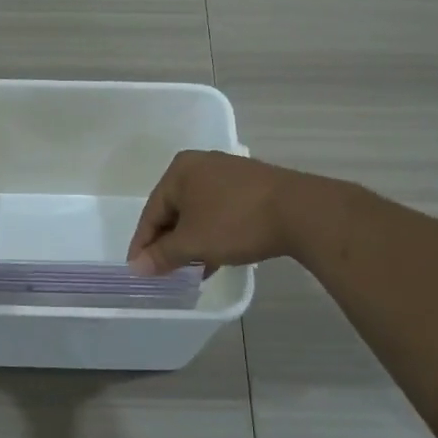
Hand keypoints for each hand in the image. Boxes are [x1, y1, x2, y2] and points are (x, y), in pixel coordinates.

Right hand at [126, 151, 308, 274]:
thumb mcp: (192, 243)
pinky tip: (216, 258)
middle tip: (164, 272)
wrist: (301, 212)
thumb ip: (161, 255)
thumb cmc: (235, 222)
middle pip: (174, 211)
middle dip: (169, 244)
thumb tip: (136, 267)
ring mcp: (229, 174)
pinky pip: (220, 212)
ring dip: (191, 242)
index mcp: (180, 170)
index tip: (138, 271)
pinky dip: (212, 234)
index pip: (151, 212)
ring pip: (198, 213)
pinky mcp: (252, 186)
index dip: (143, 244)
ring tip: (191, 271)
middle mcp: (201, 165)